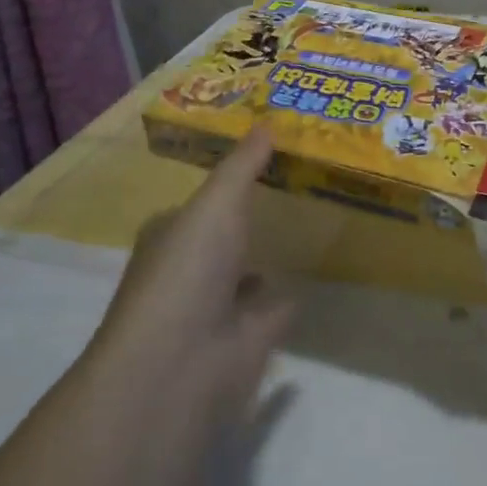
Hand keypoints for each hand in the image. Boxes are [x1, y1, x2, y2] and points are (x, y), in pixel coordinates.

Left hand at [91, 128, 295, 422]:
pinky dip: (290, 294)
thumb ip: (243, 165)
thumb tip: (268, 121)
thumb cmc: (187, 270)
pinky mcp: (247, 339)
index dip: (227, 180)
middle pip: (224, 236)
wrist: (180, 365)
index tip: (266, 157)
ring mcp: (217, 308)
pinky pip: (275, 306)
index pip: (198, 203)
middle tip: (299, 184)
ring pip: (248, 274)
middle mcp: (189, 270)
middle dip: (250, 218)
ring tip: (311, 225)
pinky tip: (316, 273)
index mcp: (170, 235)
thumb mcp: (216, 202)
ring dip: (267, 258)